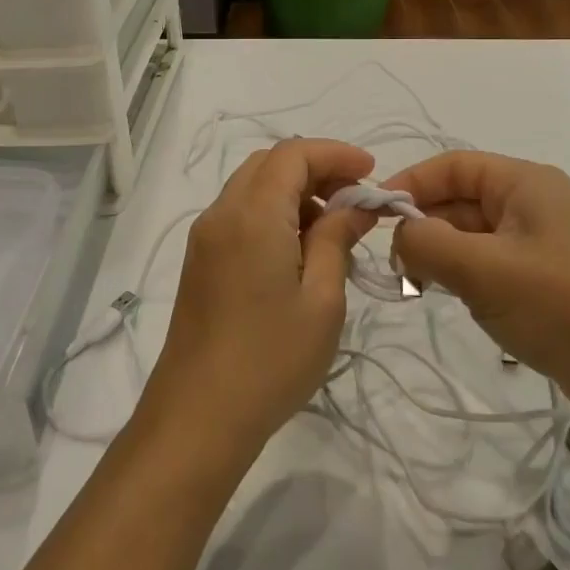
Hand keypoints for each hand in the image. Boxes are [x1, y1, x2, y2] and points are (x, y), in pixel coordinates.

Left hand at [139, 140, 377, 460]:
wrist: (198, 416)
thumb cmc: (271, 359)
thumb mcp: (322, 299)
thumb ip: (337, 239)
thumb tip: (355, 205)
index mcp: (252, 214)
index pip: (293, 154)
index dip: (334, 154)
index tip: (371, 171)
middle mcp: (222, 212)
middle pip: (269, 163)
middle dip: (315, 169)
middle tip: (355, 198)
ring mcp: (205, 236)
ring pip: (252, 187)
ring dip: (293, 191)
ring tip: (333, 228)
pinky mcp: (200, 260)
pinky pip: (239, 213)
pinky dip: (272, 212)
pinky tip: (299, 250)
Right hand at [385, 150, 569, 424]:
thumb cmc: (562, 305)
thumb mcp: (483, 270)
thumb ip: (427, 242)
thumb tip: (399, 235)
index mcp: (526, 183)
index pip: (452, 166)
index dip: (410, 183)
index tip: (374, 215)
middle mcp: (535, 204)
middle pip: (461, 200)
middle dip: (425, 226)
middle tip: (398, 265)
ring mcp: (545, 244)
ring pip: (474, 236)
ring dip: (444, 256)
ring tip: (423, 286)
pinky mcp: (550, 281)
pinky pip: (494, 265)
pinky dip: (468, 277)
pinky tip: (459, 301)